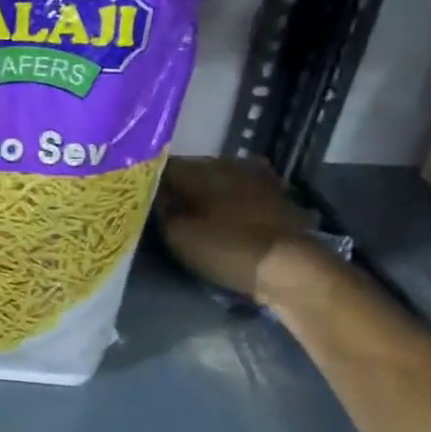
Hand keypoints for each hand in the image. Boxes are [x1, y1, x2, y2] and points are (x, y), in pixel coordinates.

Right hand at [156, 156, 318, 300]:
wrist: (288, 267)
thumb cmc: (225, 248)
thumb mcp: (178, 235)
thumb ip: (161, 210)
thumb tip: (154, 194)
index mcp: (201, 169)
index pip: (165, 167)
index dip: (150, 182)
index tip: (142, 198)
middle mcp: (229, 164)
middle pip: (194, 170)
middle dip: (180, 186)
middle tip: (168, 207)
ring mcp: (258, 177)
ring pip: (222, 179)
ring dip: (210, 191)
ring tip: (199, 212)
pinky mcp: (278, 196)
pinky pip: (246, 191)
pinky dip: (235, 199)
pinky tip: (232, 212)